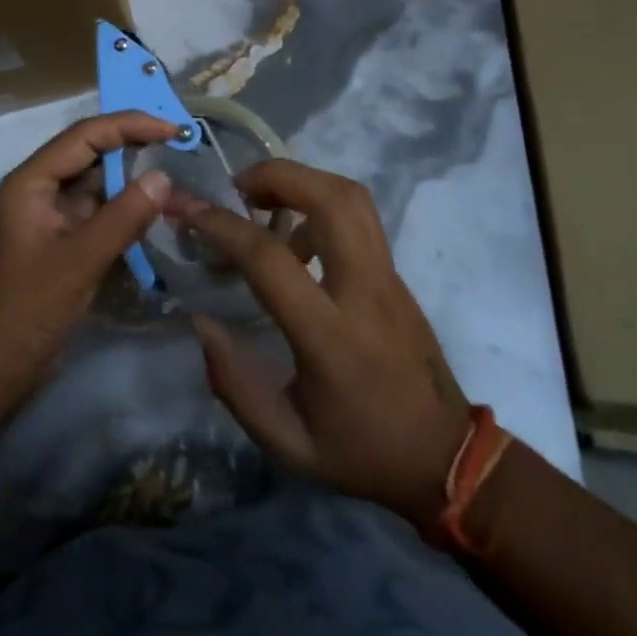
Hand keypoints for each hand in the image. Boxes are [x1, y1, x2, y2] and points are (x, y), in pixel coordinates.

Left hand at [0, 111, 183, 412]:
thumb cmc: (26, 310)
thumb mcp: (78, 262)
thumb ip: (123, 217)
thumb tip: (163, 177)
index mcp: (33, 182)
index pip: (85, 135)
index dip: (129, 125)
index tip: (172, 129)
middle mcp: (42, 189)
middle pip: (91, 153)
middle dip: (134, 144)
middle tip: (180, 144)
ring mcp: (53, 216)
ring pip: (98, 183)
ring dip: (133, 176)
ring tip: (177, 171)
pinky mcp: (65, 242)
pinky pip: (100, 211)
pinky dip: (127, 207)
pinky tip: (157, 208)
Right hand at [178, 161, 471, 533]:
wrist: (447, 460)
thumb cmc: (362, 452)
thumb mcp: (288, 443)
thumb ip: (236, 385)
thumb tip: (201, 323)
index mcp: (331, 337)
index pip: (271, 258)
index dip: (224, 226)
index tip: (189, 211)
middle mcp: (364, 291)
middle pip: (329, 199)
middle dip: (276, 175)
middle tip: (237, 188)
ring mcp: (387, 276)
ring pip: (351, 196)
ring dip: (301, 180)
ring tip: (263, 199)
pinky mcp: (396, 272)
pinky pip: (359, 216)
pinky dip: (320, 203)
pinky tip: (295, 237)